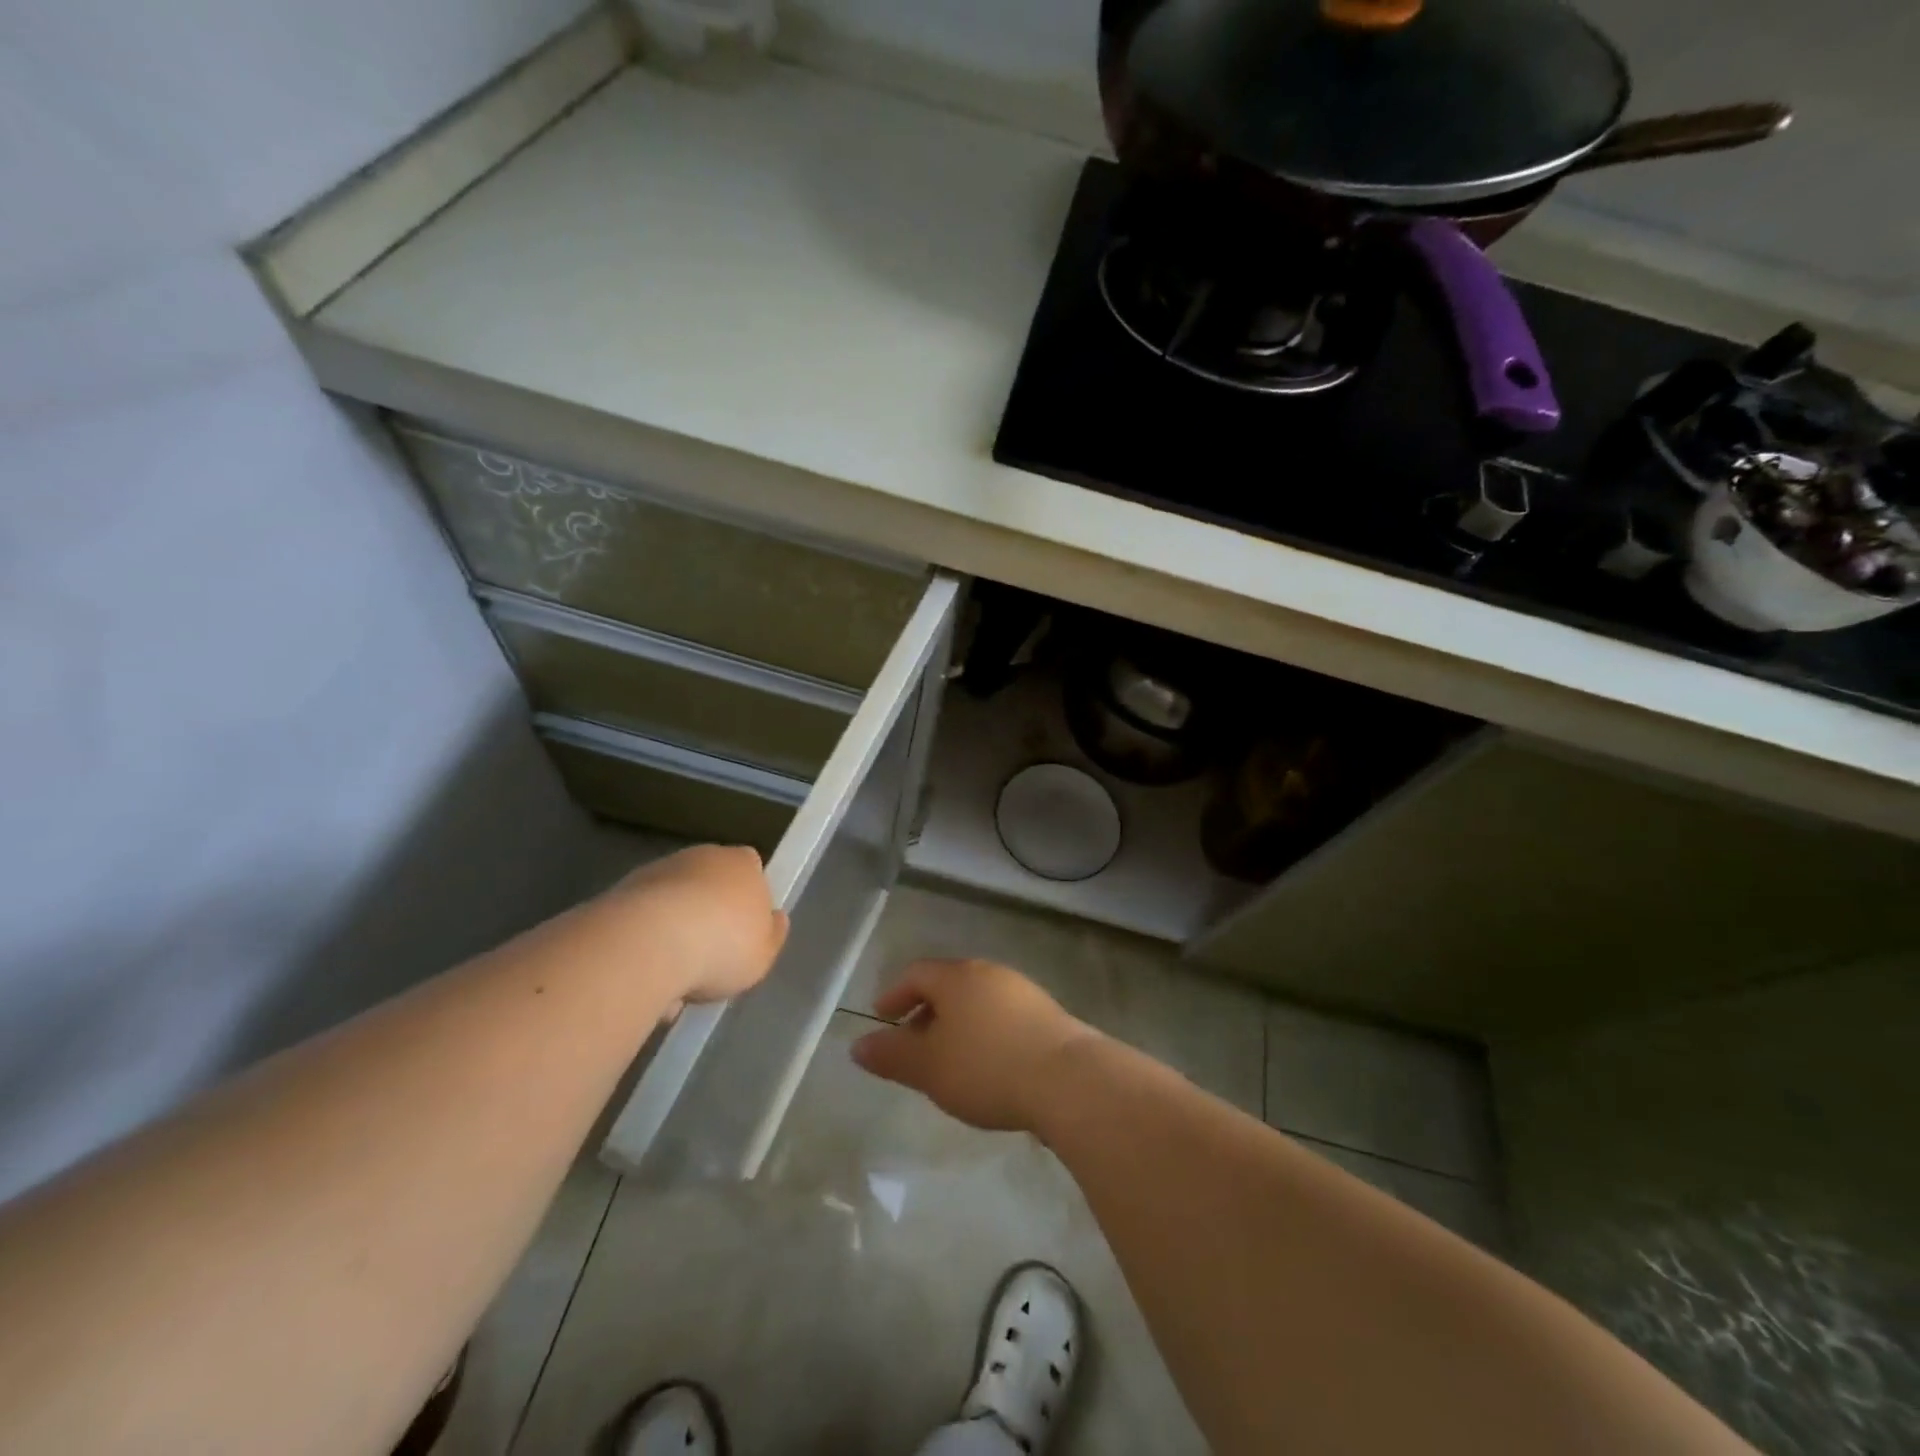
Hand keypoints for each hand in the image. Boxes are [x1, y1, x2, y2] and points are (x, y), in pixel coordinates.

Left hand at [605, 845, 788, 1005]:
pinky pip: (640, 920)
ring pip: (672, 903)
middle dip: (708, 913)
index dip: (749, 895)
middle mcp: (701, 856)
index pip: (751, 866)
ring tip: (672, 979)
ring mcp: (657, 871)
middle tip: (709, 956)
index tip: (745, 928)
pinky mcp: (619, 891)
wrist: (647, 943)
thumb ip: (772, 933)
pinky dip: (643, 942)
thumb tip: (773, 918)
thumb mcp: (765, 952)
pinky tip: (645, 976)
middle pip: (709, 882)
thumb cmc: (723, 945)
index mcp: (742, 863)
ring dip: (673, 932)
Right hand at [851, 959, 1098, 1132]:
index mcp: (957, 977)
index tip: (881, 1018)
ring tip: (949, 1059)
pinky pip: (1003, 1016)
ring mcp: (1023, 991)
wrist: (1068, 1080)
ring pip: (977, 1001)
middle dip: (926, 1011)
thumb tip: (857, 1046)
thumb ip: (892, 1055)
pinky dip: (985, 1033)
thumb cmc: (986, 1067)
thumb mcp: (929, 1067)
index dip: (894, 994)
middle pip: (948, 984)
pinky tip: (989, 1066)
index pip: (916, 973)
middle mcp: (989, 973)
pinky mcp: (1048, 1015)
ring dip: (957, 1024)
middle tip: (912, 1042)